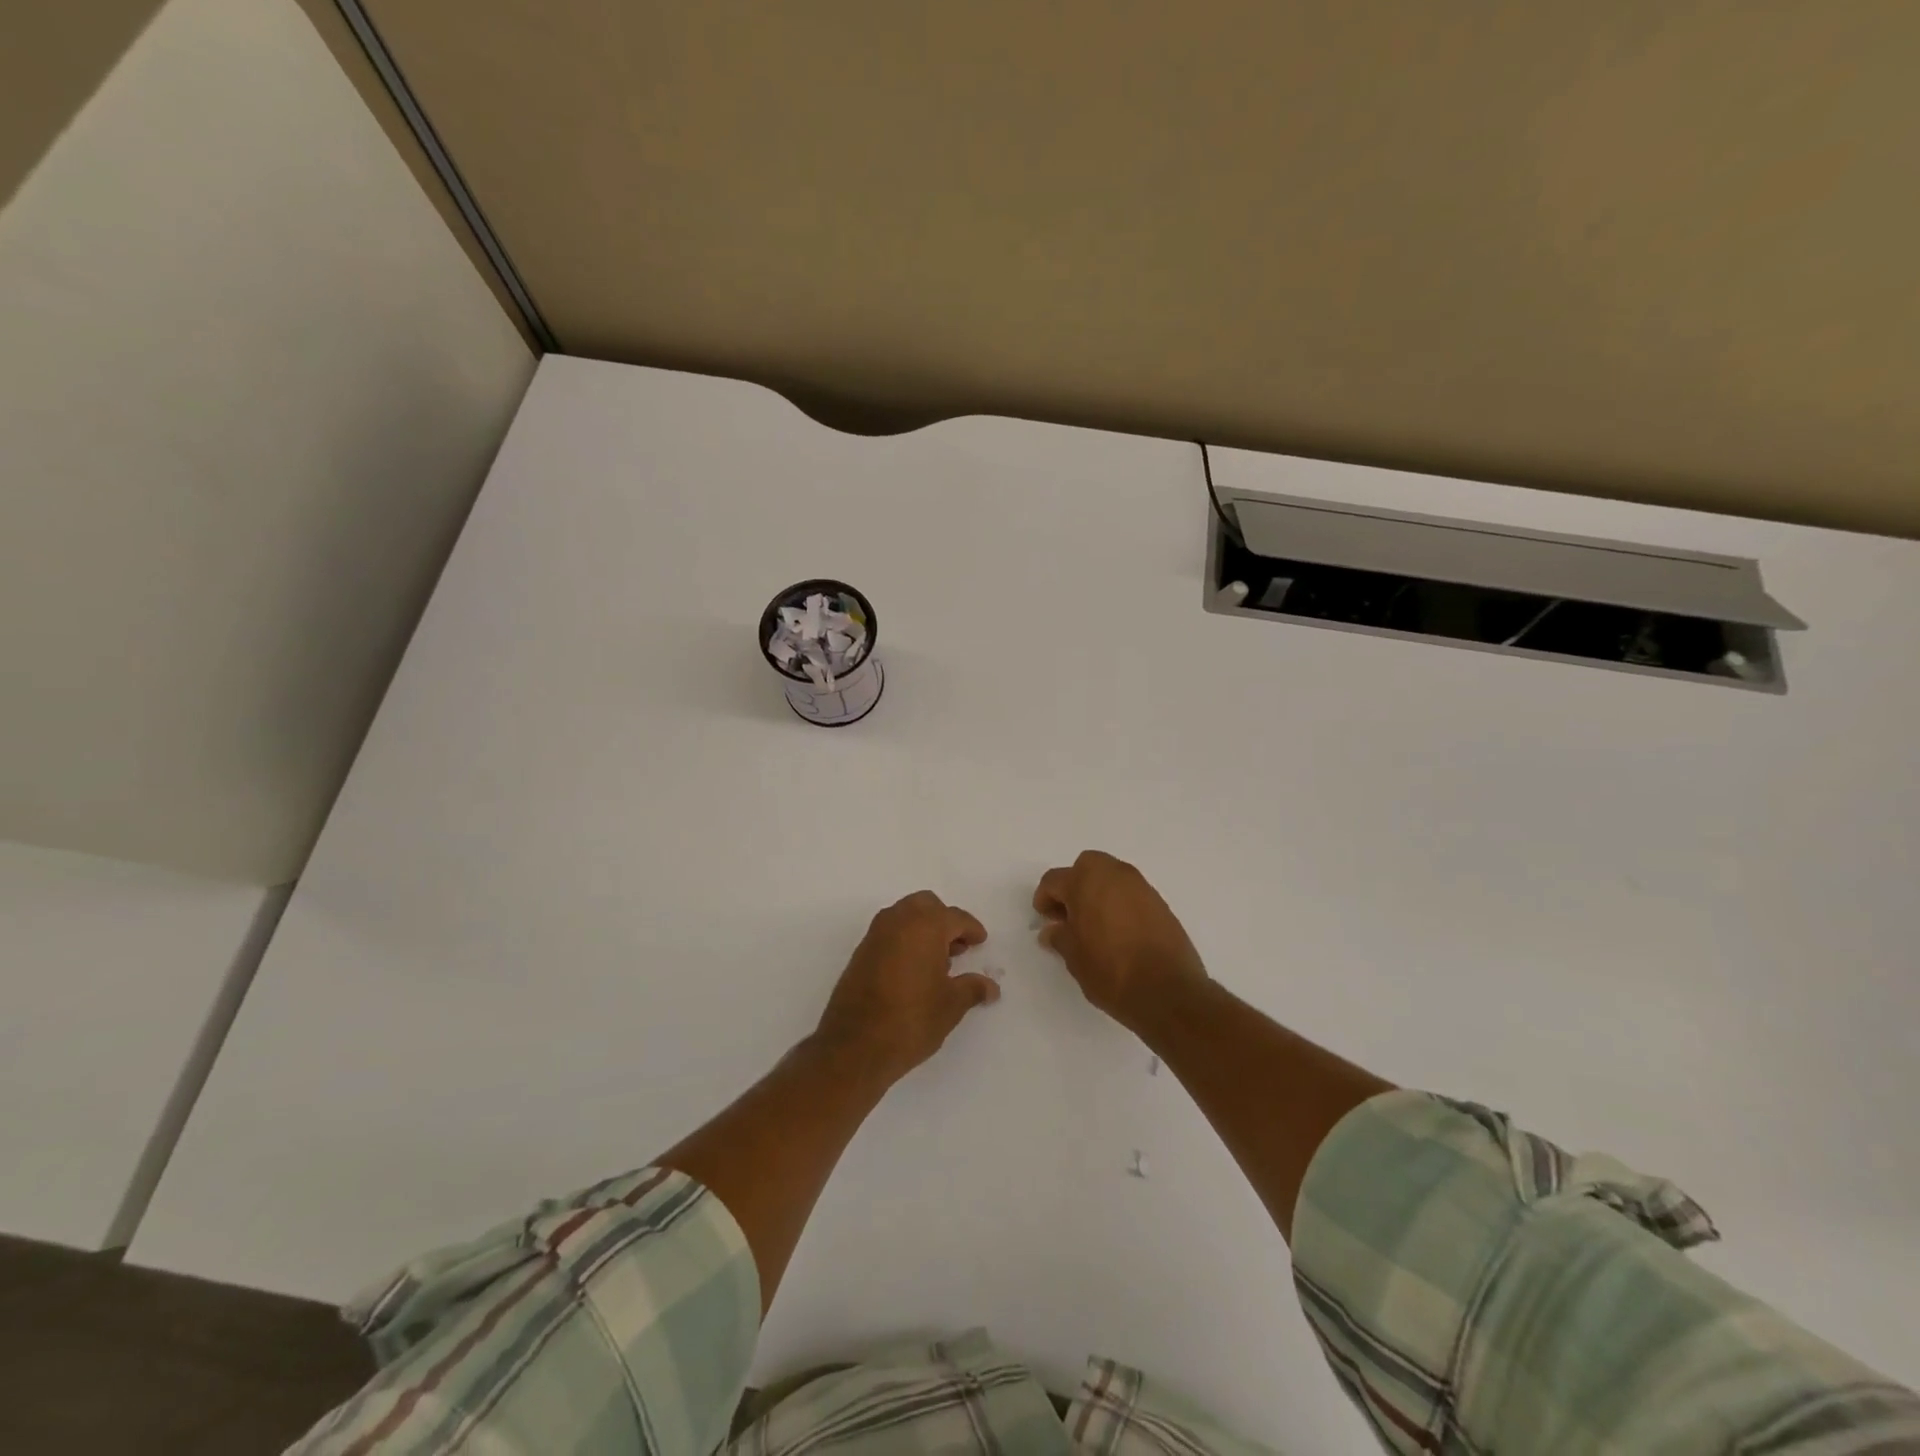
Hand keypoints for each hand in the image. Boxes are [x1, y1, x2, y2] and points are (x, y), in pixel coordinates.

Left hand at [815, 891, 1000, 1084]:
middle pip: (926, 905)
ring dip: (923, 928)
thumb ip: (972, 988)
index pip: (955, 917)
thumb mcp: (951, 1006)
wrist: (854, 1046)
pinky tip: (914, 970)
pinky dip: (905, 940)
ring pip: (905, 916)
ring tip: (938, 961)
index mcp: (925, 925)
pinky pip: (889, 933)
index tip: (980, 941)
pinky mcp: (860, 952)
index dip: (971, 929)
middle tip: (958, 948)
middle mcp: (898, 921)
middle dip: (944, 921)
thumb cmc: (911, 1020)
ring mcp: (875, 935)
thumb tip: (990, 986)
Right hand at [1034, 851, 1207, 1031]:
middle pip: (1086, 867)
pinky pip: (1131, 894)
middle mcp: (1114, 874)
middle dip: (1074, 886)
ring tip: (1094, 926)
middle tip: (1069, 916)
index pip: (1054, 880)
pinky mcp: (1160, 903)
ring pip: (1111, 878)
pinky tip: (1118, 932)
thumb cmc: (1110, 970)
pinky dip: (1120, 904)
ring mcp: (1141, 887)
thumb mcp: (1073, 957)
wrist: (1167, 992)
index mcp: (1086, 881)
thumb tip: (1053, 930)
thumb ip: (1059, 937)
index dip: (1044, 899)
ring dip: (1098, 893)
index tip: (1045, 920)